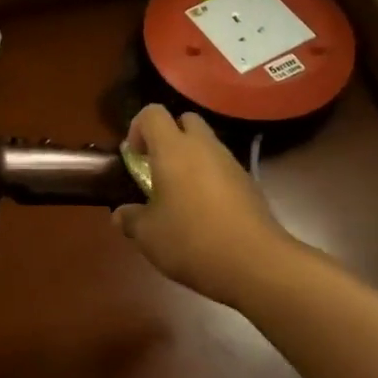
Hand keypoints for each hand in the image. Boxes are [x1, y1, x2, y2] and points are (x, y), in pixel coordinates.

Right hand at [113, 106, 299, 305]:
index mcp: (173, 149)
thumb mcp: (148, 236)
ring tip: (181, 196)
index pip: (153, 113)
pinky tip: (205, 213)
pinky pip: (223, 168)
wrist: (256, 264)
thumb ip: (131, 219)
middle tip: (158, 168)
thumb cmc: (192, 241)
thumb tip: (120, 214)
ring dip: (191, 159)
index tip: (134, 157)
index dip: (138, 128)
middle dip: (169, 136)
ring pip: (207, 144)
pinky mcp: (249, 183)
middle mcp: (203, 146)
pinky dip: (210, 179)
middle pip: (185, 120)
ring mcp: (231, 163)